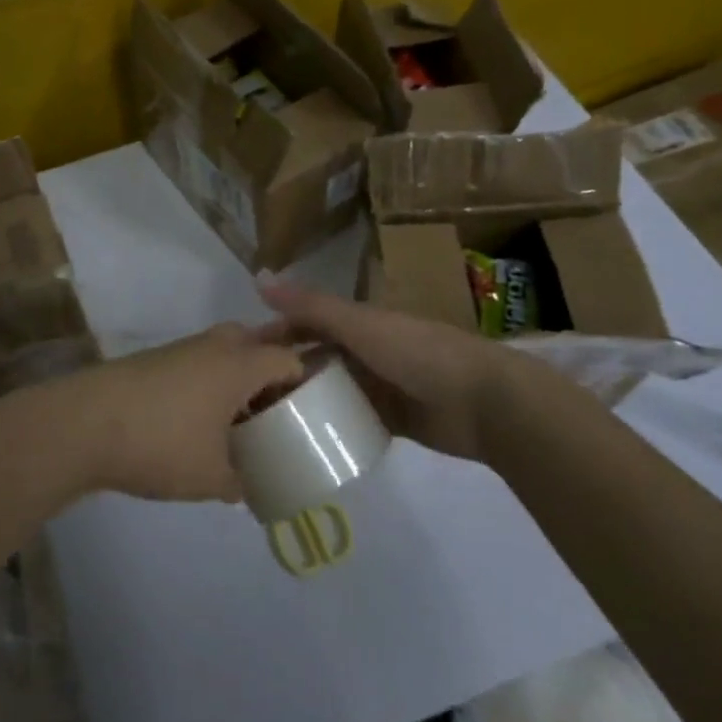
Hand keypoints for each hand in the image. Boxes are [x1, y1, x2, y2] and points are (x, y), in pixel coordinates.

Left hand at [48, 325, 305, 501]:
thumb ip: (241, 484)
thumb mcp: (211, 477)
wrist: (82, 424)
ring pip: (222, 355)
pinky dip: (208, 386)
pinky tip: (200, 423)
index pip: (288, 358)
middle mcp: (212, 346)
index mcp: (238, 363)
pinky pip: (197, 365)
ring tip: (242, 423)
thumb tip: (250, 491)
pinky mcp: (152, 362)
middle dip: (270, 374)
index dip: (306, 381)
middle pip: (255, 345)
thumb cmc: (160, 444)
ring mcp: (179, 350)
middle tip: (279, 412)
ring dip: (236, 380)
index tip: (313, 411)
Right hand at [259, 283, 550, 460]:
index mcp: (357, 323)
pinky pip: (351, 422)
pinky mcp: (391, 421)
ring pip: (330, 393)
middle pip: (314, 360)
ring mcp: (378, 388)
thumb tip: (259, 278)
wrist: (484, 402)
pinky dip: (330, 428)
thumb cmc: (419, 353)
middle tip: (244, 401)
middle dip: (283, 374)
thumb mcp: (360, 325)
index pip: (304, 324)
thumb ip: (312, 306)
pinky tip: (303, 444)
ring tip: (265, 427)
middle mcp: (363, 352)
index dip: (273, 336)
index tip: (237, 359)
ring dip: (304, 404)